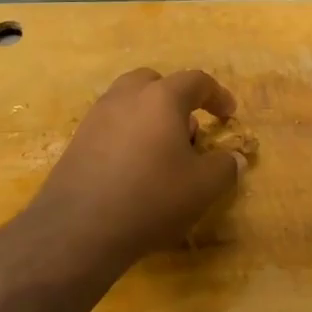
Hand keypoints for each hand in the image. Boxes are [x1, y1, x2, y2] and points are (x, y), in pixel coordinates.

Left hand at [24, 68, 245, 274]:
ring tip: (161, 153)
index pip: (196, 81)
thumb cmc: (150, 198)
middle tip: (188, 129)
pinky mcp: (77, 141)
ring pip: (130, 102)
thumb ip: (225, 167)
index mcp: (162, 97)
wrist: (77, 229)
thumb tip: (233, 158)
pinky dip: (128, 136)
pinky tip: (133, 169)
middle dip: (176, 100)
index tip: (229, 115)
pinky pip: (111, 126)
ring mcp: (97, 116)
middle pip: (156, 83)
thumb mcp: (203, 187)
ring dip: (150, 117)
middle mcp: (127, 96)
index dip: (217, 95)